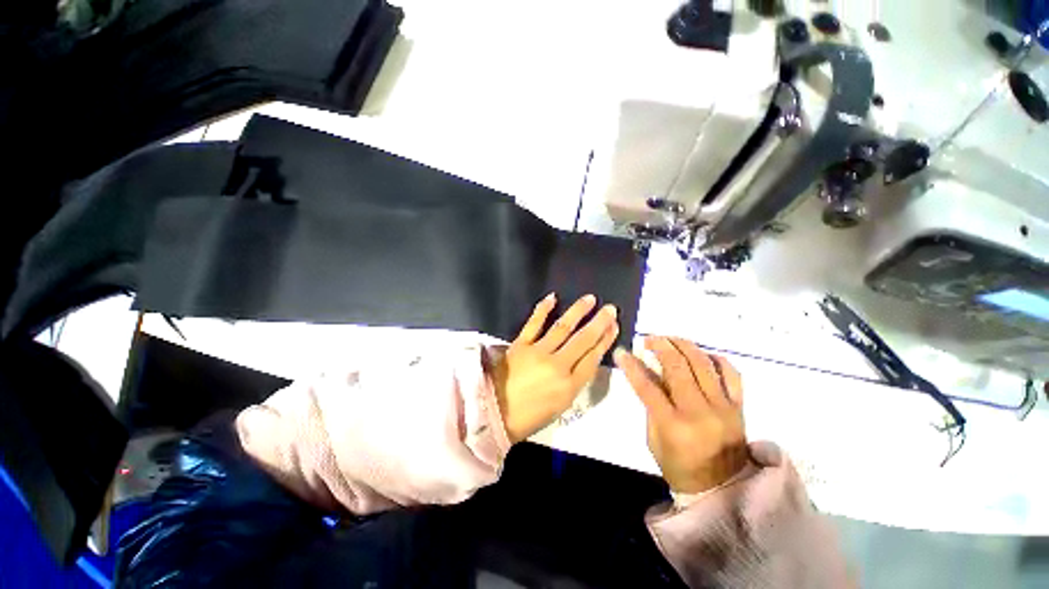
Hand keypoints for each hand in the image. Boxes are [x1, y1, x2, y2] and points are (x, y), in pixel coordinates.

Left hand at [493, 294, 619, 442]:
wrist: (494, 413)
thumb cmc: (529, 416)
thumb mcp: (560, 405)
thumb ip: (574, 382)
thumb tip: (585, 359)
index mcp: (569, 386)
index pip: (593, 358)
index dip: (605, 340)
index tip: (613, 326)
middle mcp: (558, 366)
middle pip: (583, 340)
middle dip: (599, 323)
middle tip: (610, 309)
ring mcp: (538, 352)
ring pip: (563, 327)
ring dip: (578, 311)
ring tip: (590, 299)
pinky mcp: (521, 344)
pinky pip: (534, 323)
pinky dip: (543, 309)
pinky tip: (553, 297)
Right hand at [614, 337, 748, 493]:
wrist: (723, 488)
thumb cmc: (679, 466)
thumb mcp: (653, 439)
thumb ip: (650, 405)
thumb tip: (646, 373)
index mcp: (673, 425)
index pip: (647, 387)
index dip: (631, 366)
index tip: (621, 352)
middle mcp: (699, 412)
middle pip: (678, 367)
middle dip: (660, 345)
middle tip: (649, 339)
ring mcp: (723, 407)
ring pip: (703, 363)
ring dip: (684, 345)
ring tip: (670, 339)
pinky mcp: (739, 406)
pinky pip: (731, 373)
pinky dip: (715, 358)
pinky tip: (701, 355)